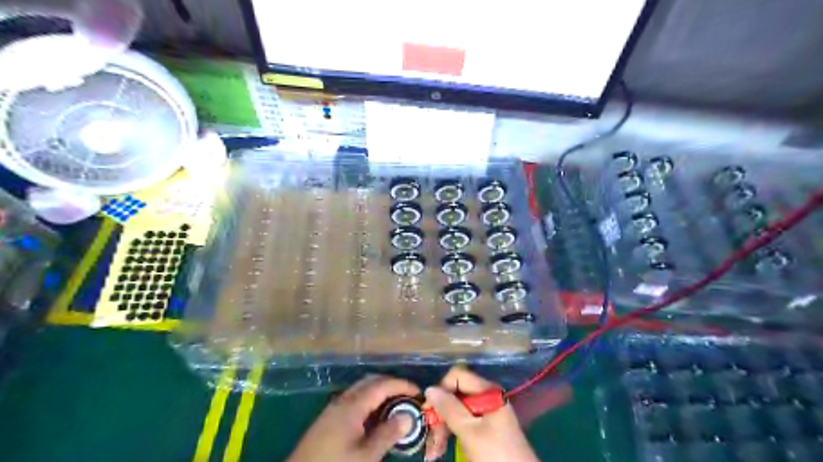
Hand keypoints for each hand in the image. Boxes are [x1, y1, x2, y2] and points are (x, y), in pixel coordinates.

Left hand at [287, 374, 418, 461]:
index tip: (418, 392)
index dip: (402, 385)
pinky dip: (369, 401)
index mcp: (353, 404)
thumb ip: (387, 434)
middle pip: (371, 381)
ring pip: (362, 389)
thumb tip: (408, 416)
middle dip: (392, 384)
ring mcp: (334, 407)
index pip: (382, 385)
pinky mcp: (329, 418)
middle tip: (408, 397)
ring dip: (380, 392)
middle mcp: (343, 399)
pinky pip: (354, 399)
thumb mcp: (366, 456)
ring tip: (396, 406)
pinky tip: (375, 417)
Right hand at [424, 368, 540, 460]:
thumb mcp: (469, 431)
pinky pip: (462, 423)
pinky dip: (451, 434)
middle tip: (428, 436)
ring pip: (456, 411)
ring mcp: (486, 413)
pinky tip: (440, 449)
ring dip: (442, 428)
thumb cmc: (495, 454)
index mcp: (487, 391)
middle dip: (440, 415)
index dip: (441, 389)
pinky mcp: (484, 428)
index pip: (458, 376)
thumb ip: (449, 408)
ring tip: (433, 451)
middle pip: (455, 395)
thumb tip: (429, 388)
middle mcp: (486, 397)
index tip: (429, 410)